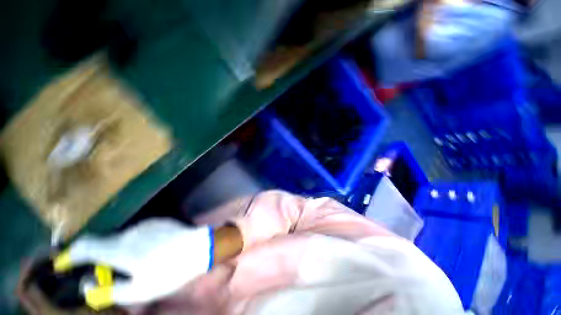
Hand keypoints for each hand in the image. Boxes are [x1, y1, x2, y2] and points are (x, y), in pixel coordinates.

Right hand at [53, 219, 212, 309]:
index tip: (62, 263)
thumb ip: (108, 290)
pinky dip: (135, 243)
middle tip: (111, 273)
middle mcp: (130, 232)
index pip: (86, 247)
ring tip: (139, 263)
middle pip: (104, 243)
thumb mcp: (138, 291)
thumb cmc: (170, 272)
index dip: (70, 255)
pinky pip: (139, 233)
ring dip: (120, 251)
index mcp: (121, 249)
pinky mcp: (159, 221)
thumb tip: (87, 284)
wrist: (199, 248)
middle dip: (100, 258)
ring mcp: (146, 224)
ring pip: (122, 238)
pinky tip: (152, 251)